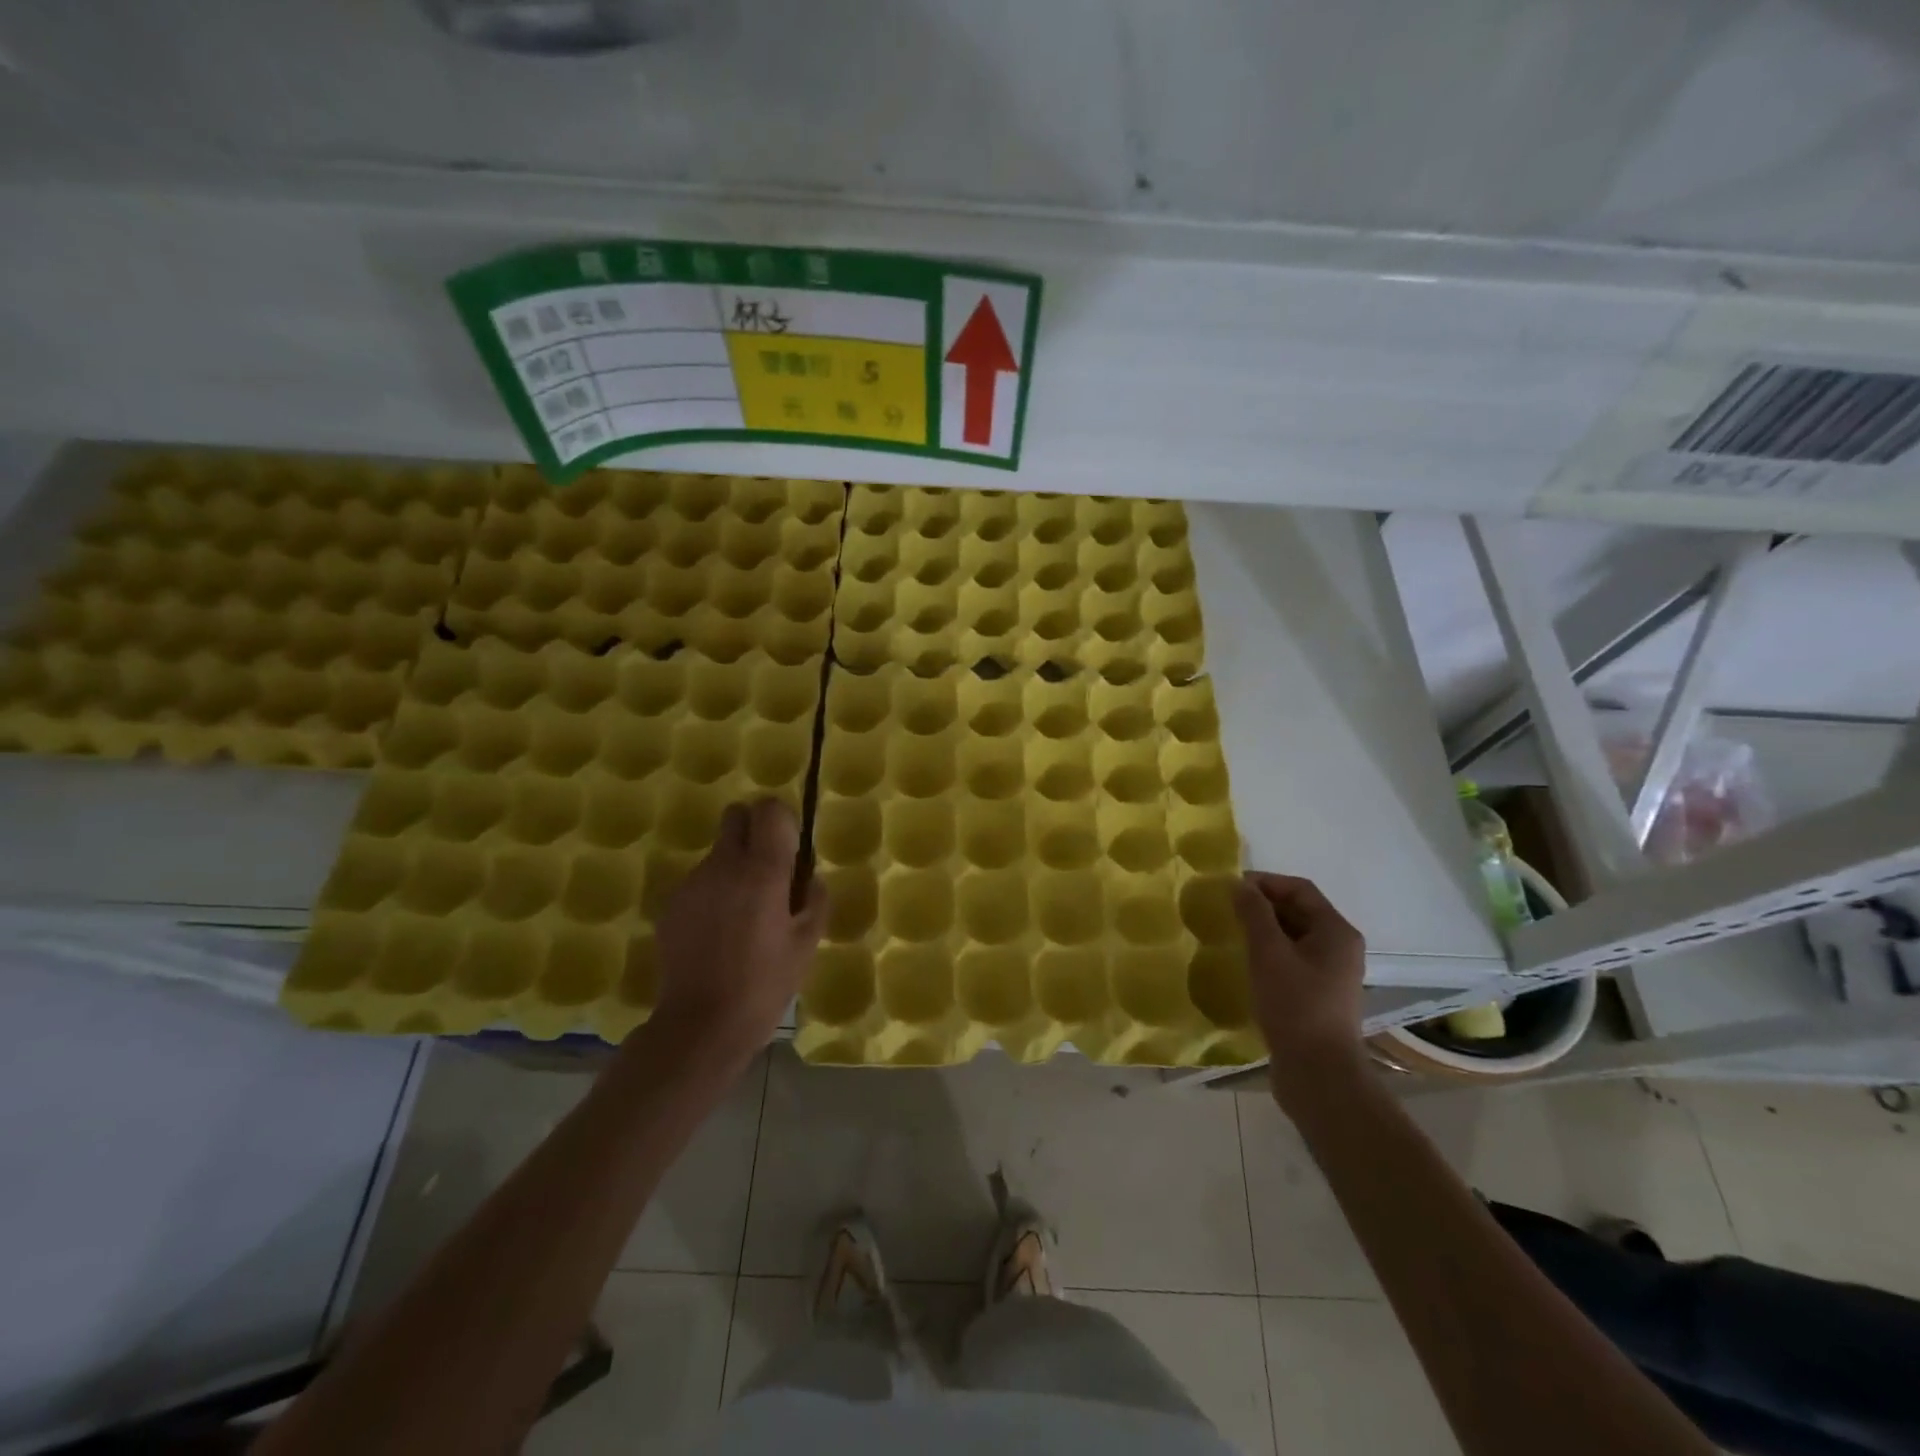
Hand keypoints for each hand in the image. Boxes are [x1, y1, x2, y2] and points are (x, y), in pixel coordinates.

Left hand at [652, 799, 827, 1062]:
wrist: (701, 1025)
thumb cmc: (765, 984)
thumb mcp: (807, 943)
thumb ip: (814, 899)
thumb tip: (808, 879)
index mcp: (762, 871)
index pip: (768, 809)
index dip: (782, 821)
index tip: (790, 850)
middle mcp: (723, 865)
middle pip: (736, 816)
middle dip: (753, 831)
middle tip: (767, 871)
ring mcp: (692, 884)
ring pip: (718, 853)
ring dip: (734, 868)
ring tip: (743, 916)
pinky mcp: (671, 905)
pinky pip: (700, 883)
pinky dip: (713, 894)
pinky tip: (718, 934)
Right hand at [1234, 872, 1368, 1106]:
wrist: (1318, 1074)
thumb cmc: (1295, 1006)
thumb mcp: (1269, 954)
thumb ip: (1254, 914)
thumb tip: (1240, 885)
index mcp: (1336, 931)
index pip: (1299, 889)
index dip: (1264, 882)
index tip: (1229, 888)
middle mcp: (1338, 948)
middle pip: (1298, 911)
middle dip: (1261, 906)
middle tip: (1225, 910)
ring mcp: (1329, 974)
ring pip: (1292, 937)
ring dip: (1262, 930)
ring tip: (1230, 934)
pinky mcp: (1317, 995)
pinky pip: (1290, 960)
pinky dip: (1268, 954)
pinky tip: (1244, 964)